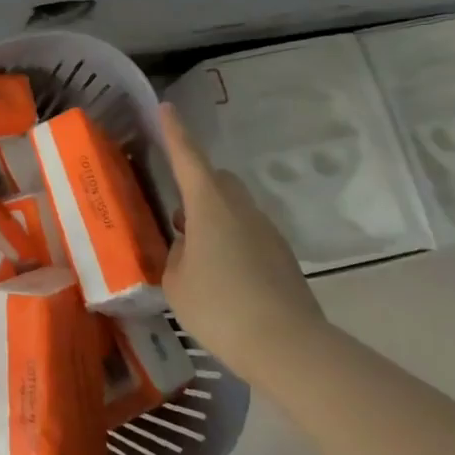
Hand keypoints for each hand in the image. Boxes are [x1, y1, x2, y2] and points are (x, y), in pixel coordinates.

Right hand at [159, 102, 326, 380]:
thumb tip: (185, 248)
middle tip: (176, 215)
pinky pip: (249, 234)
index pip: (188, 158)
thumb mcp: (176, 282)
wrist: (288, 347)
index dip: (175, 133)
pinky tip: (221, 276)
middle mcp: (241, 210)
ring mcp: (267, 232)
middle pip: (217, 180)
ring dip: (213, 217)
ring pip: (235, 208)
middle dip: (196, 185)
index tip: (167, 108)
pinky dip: (231, 241)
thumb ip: (175, 256)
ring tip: (194, 253)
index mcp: (209, 207)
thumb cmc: (220, 307)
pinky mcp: (283, 257)